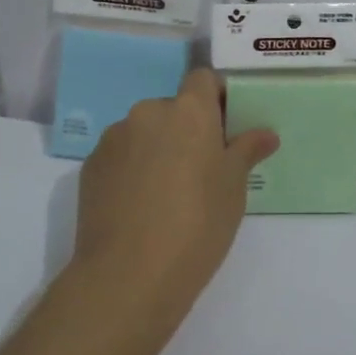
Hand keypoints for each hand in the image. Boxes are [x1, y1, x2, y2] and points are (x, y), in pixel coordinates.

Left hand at [71, 67, 279, 354]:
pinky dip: (132, 169)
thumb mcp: (234, 188)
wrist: (128, 275)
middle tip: (202, 168)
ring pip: (144, 132)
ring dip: (157, 148)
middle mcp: (147, 113)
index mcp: (188, 111)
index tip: (227, 127)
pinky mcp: (90, 166)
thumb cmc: (197, 224)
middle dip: (187, 129)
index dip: (216, 97)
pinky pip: (120, 156)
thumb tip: (265, 133)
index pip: (203, 78)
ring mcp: (113, 139)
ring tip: (167, 192)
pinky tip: (140, 206)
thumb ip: (247, 151)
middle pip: (173, 107)